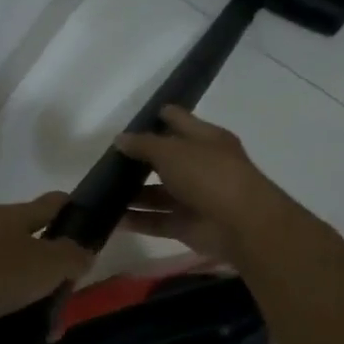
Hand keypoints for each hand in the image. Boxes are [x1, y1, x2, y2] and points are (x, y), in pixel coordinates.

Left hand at [0, 193, 94, 343]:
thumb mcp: (42, 265)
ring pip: (5, 295)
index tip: (92, 244)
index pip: (54, 205)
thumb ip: (70, 257)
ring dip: (23, 326)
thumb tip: (81, 252)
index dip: (77, 217)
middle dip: (48, 296)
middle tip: (55, 329)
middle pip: (29, 258)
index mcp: (11, 218)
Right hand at [115, 107, 316, 265]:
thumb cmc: (209, 175)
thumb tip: (120, 139)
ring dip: (132, 194)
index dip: (156, 117)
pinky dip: (136, 220)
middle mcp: (201, 166)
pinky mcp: (186, 225)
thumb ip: (143, 144)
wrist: (241, 225)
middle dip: (138, 160)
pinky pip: (156, 220)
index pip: (178, 120)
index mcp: (205, 139)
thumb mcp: (172, 152)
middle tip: (106, 160)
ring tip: (101, 191)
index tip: (128, 120)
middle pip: (165, 159)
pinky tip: (111, 218)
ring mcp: (194, 197)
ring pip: (158, 193)